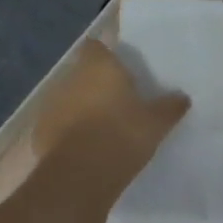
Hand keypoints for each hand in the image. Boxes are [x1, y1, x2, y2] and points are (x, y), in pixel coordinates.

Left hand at [35, 39, 189, 173]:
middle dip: (97, 84)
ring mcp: (51, 104)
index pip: (96, 47)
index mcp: (98, 67)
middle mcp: (70, 78)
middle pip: (83, 73)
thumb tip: (182, 97)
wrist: (80, 175)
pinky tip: (86, 148)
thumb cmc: (122, 135)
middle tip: (119, 102)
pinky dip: (70, 132)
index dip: (107, 56)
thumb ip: (170, 107)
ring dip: (82, 108)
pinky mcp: (40, 131)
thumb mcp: (156, 123)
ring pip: (69, 99)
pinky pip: (59, 125)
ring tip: (103, 128)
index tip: (121, 71)